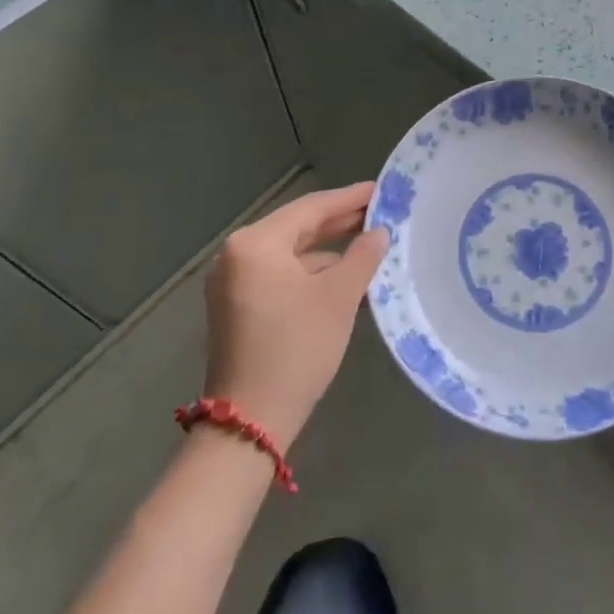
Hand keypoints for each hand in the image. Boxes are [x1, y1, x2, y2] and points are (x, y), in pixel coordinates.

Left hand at [201, 183, 388, 448]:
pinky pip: (280, 275)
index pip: (311, 208)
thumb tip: (379, 233)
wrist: (249, 424)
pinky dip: (311, 273)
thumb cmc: (296, 348)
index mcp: (256, 243)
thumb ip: (363, 255)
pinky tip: (343, 278)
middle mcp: (237, 255)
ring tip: (369, 245)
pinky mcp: (237, 307)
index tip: (381, 189)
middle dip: (340, 222)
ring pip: (291, 253)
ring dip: (329, 250)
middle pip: (298, 227)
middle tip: (380, 213)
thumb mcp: (339, 297)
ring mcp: (233, 283)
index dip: (350, 198)